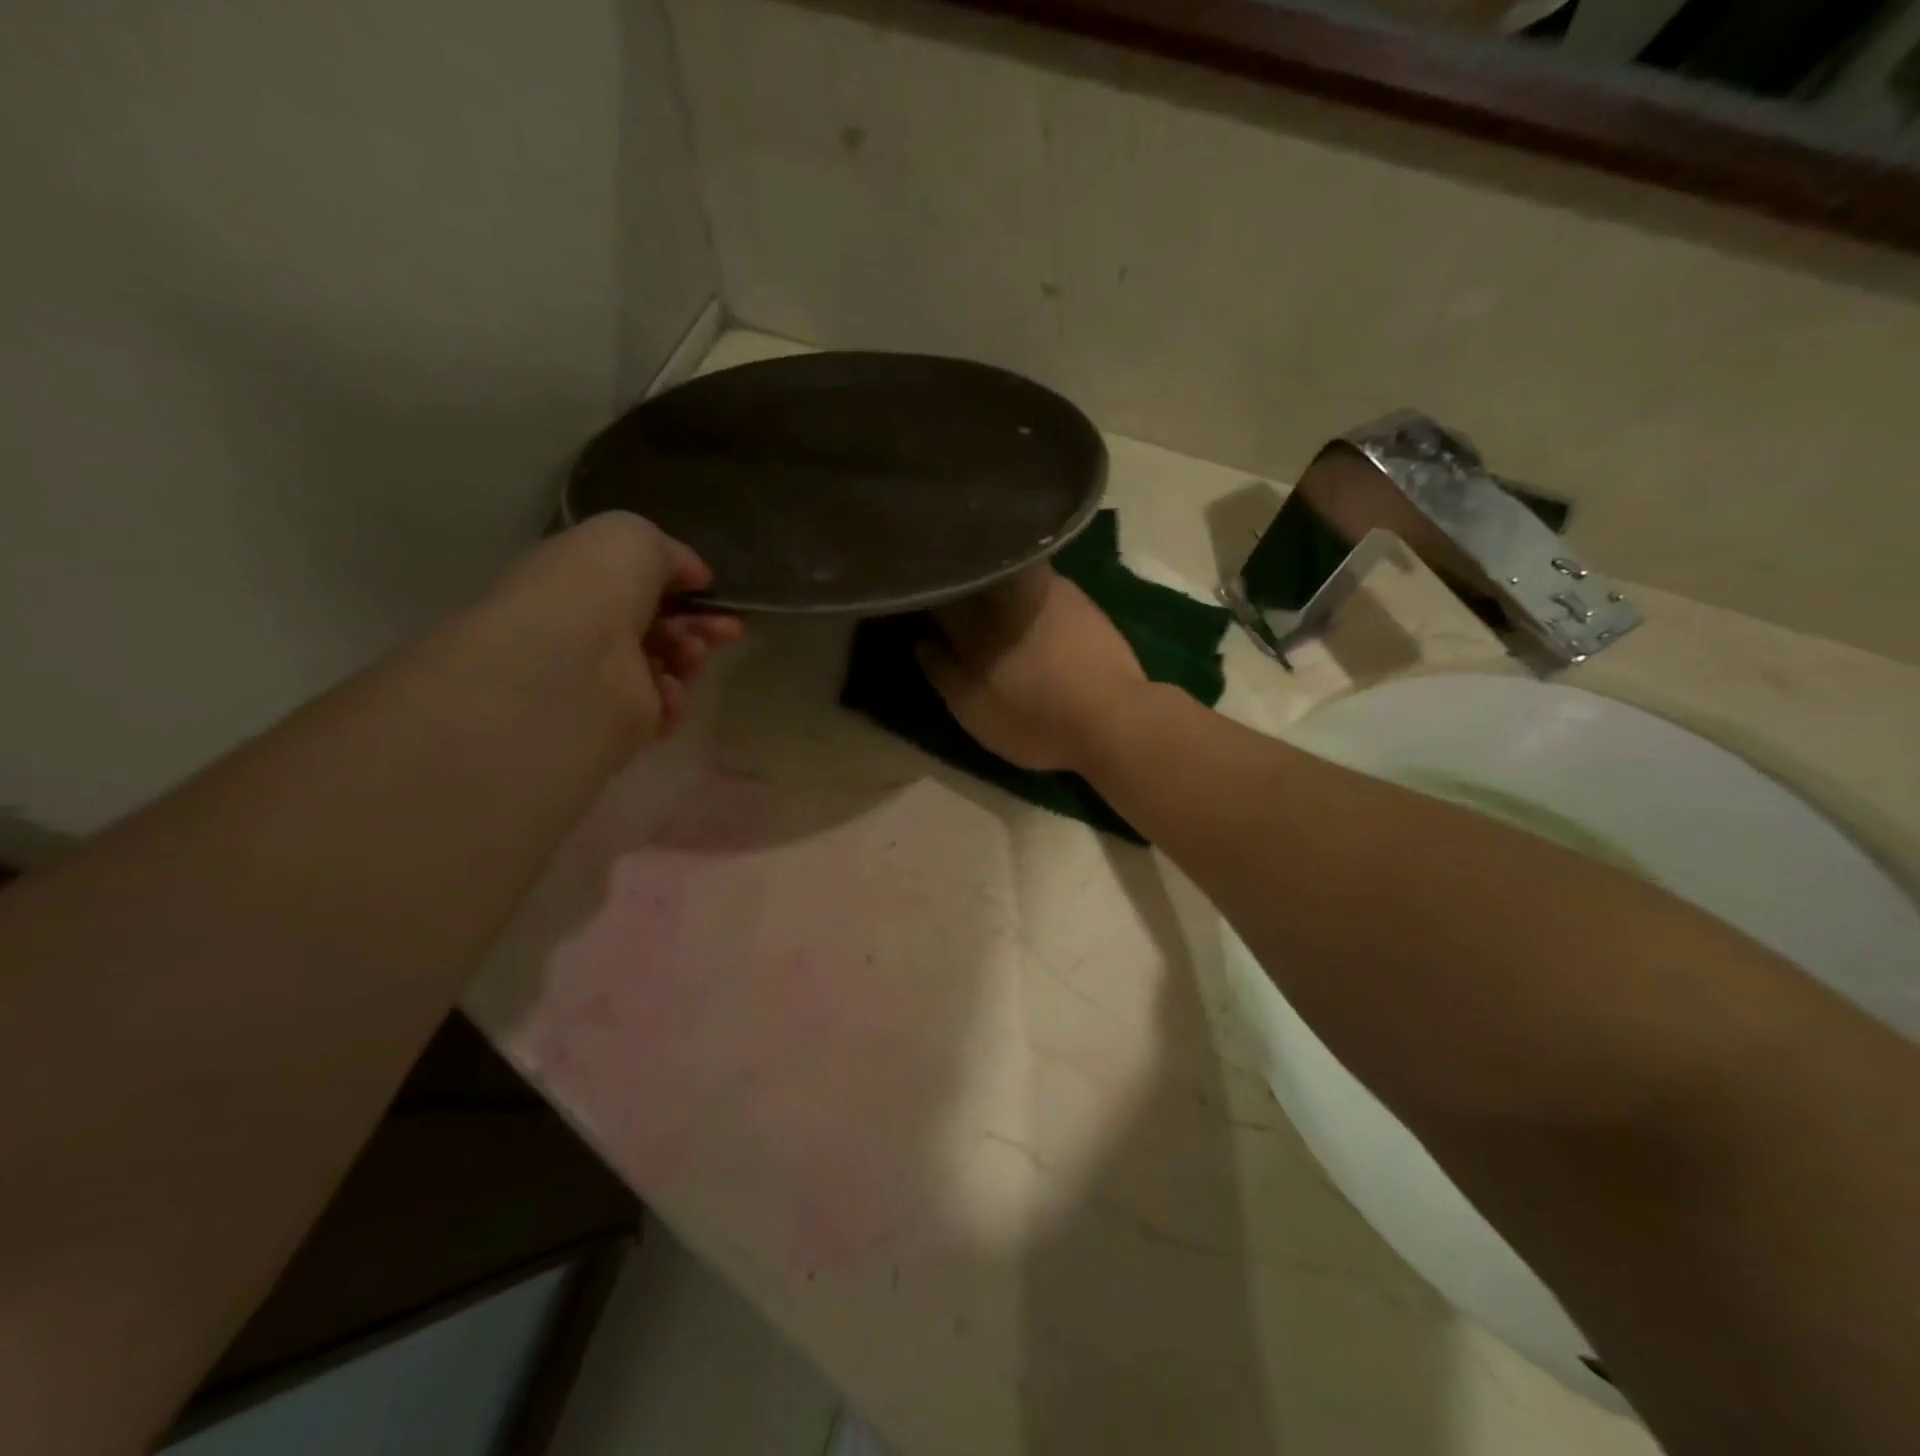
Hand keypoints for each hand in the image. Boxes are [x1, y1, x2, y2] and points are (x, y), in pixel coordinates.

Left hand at [486, 512, 741, 742]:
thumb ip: (670, 552)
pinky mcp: (620, 720)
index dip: (675, 581)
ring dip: (690, 654)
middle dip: (699, 623)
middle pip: (658, 624)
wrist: (573, 664)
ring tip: (691, 653)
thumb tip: (694, 575)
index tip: (707, 584)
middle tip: (728, 627)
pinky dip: (674, 696)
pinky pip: (664, 706)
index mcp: (579, 579)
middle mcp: (587, 627)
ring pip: (667, 663)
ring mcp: (602, 676)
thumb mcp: (634, 537)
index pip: (634, 580)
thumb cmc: (595, 587)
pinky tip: (667, 687)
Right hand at [918, 567, 1146, 772]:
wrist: (1112, 716)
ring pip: (1004, 572)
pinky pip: (1036, 578)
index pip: (938, 595)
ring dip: (990, 577)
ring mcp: (1044, 590)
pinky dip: (1022, 582)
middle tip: (950, 592)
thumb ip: (943, 674)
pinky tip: (1023, 599)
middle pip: (970, 576)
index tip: (921, 602)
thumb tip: (922, 642)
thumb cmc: (1035, 721)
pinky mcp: (1075, 597)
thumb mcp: (975, 712)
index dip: (927, 597)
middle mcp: (1005, 596)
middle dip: (957, 580)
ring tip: (984, 591)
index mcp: (973, 624)